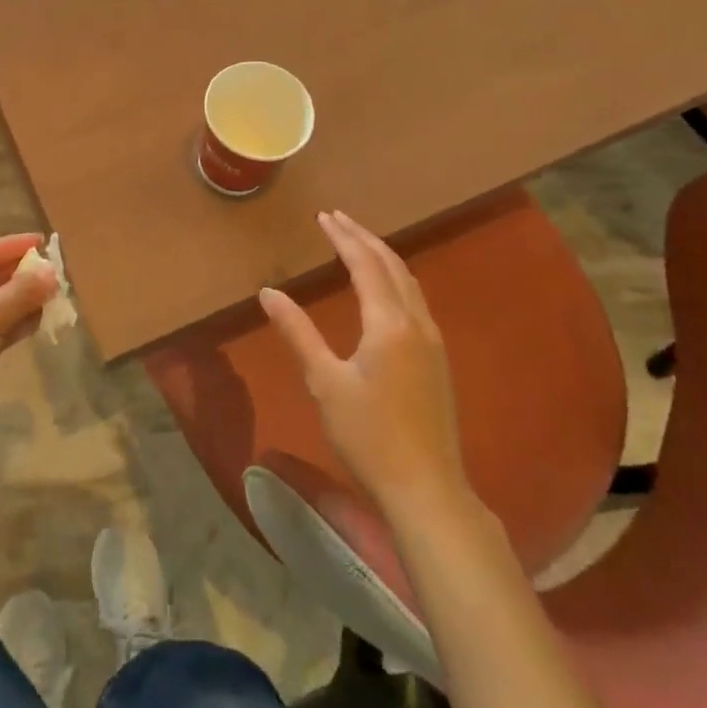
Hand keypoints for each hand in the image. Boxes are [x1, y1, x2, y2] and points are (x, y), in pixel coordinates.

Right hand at [258, 211, 474, 516]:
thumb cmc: (369, 436)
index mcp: (389, 324)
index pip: (365, 264)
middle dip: (364, 238)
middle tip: (338, 219)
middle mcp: (417, 323)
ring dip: (383, 256)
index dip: (343, 237)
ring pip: (409, 282)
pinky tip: (384, 289)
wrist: (427, 490)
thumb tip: (269, 293)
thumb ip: (298, 332)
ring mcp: (433, 341)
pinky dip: (395, 279)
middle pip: (392, 265)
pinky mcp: (437, 360)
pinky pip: (416, 300)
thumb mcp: (324, 383)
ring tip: (358, 243)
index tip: (323, 217)